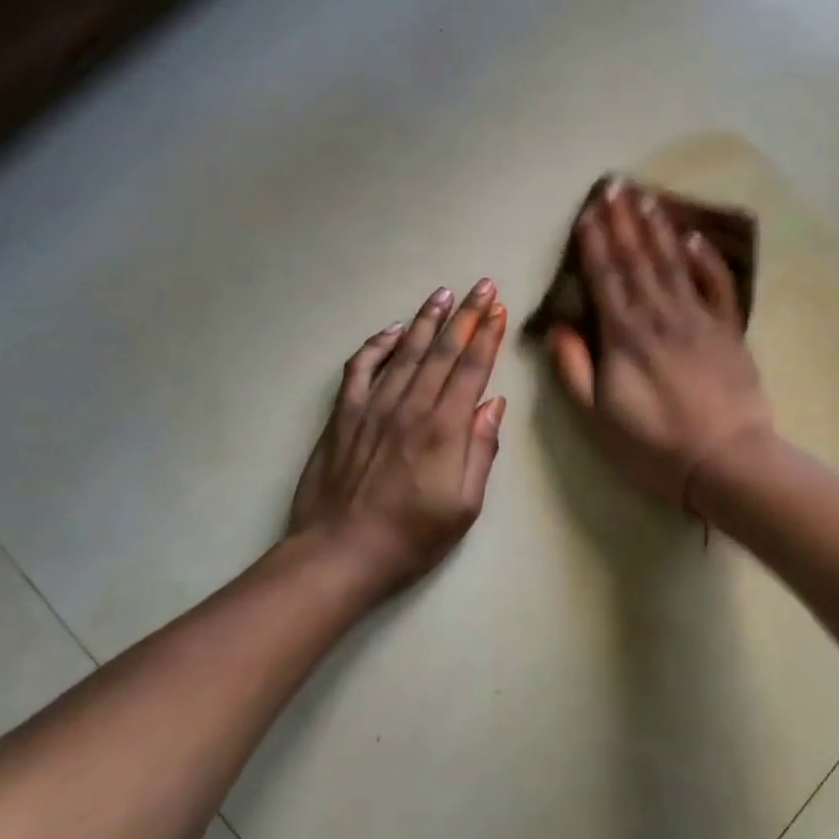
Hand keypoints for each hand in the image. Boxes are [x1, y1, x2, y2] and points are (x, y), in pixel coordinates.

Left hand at [290, 281, 507, 595]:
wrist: (340, 553)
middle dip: (466, 315)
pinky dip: (375, 346)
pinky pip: (360, 369)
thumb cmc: (411, 537)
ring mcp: (373, 406)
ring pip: (404, 351)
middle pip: (442, 350)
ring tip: (442, 294)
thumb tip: (493, 403)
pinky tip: (390, 331)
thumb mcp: (464, 506)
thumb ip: (481, 450)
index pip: (471, 368)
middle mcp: (410, 406)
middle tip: (481, 285)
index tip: (498, 308)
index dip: (487, 335)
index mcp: (444, 428)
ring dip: (425, 320)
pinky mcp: (344, 415)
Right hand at [546, 180, 773, 513]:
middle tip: (614, 186)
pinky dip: (705, 259)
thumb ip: (574, 370)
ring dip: (658, 229)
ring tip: (646, 197)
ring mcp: (698, 319)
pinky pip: (716, 285)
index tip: (588, 212)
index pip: (605, 277)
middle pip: (638, 259)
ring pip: (673, 263)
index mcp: (624, 336)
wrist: (726, 461)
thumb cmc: (653, 446)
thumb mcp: (598, 418)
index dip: (594, 243)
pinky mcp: (728, 330)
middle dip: (623, 222)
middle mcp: (659, 315)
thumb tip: (557, 327)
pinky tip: (694, 237)